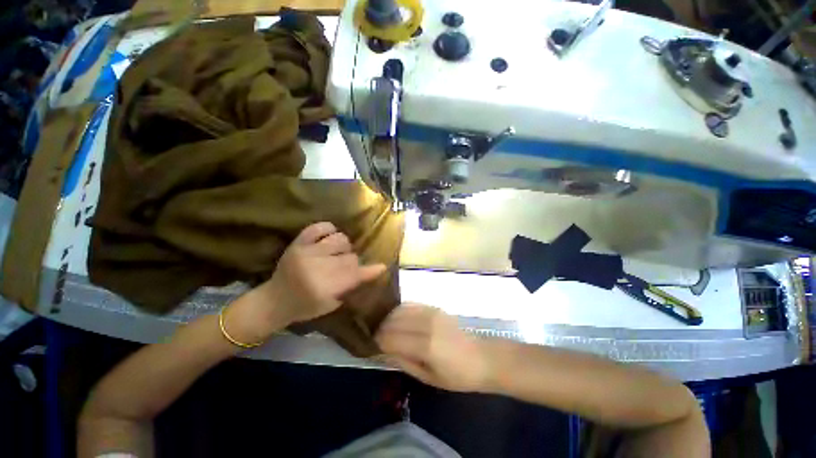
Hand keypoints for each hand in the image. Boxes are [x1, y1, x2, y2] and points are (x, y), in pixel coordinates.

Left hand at [230, 222, 386, 341]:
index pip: (354, 274)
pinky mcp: (298, 242)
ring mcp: (306, 251)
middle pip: (349, 257)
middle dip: (352, 262)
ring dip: (343, 247)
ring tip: (337, 253)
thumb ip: (351, 287)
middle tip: (346, 268)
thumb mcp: (331, 304)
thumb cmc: (304, 307)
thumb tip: (371, 271)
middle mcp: (316, 266)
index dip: (369, 270)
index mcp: (323, 287)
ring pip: (340, 239)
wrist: (273, 300)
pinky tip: (329, 237)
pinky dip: (329, 229)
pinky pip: (320, 227)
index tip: (382, 266)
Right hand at [375, 304, 491, 392]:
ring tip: (383, 327)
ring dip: (388, 318)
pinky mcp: (434, 307)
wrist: (481, 357)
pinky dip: (399, 310)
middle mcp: (426, 324)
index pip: (391, 338)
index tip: (369, 344)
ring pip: (400, 310)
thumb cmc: (457, 376)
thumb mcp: (428, 377)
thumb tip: (383, 350)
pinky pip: (411, 305)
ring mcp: (431, 312)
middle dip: (380, 328)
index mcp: (425, 345)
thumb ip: (403, 361)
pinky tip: (396, 318)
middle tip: (373, 336)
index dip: (377, 341)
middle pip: (393, 321)